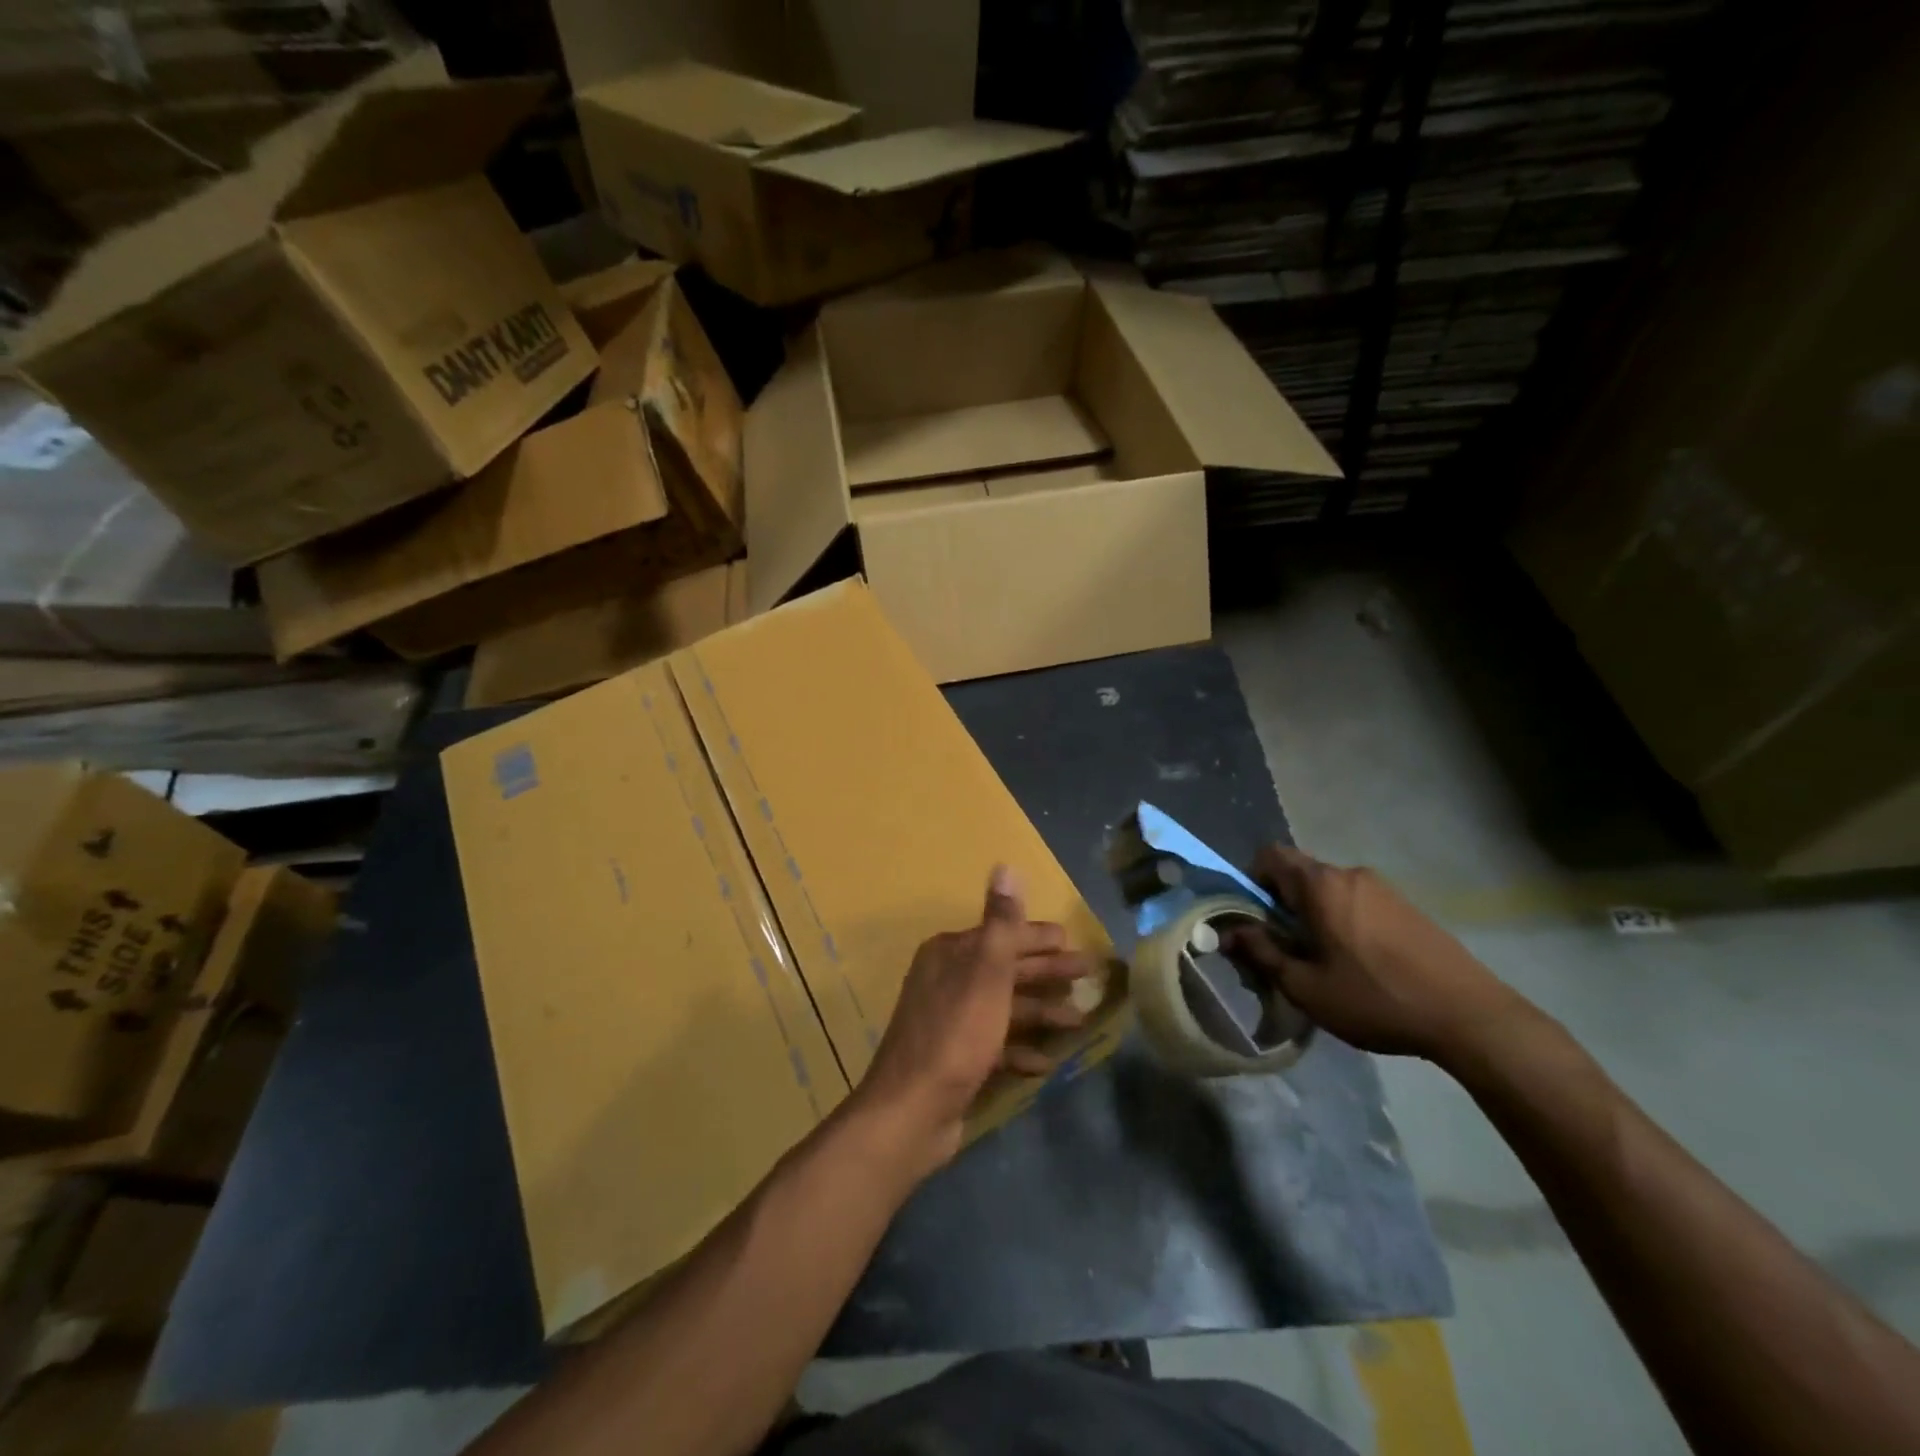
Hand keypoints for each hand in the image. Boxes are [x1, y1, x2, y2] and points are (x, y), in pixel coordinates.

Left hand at [851, 866, 1092, 1177]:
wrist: (911, 1113)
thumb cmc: (955, 1035)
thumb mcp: (985, 974)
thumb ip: (1001, 923)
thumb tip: (1006, 866)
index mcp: (950, 953)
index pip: (1004, 936)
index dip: (1041, 939)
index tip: (1076, 945)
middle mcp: (947, 980)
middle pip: (1007, 970)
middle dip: (1048, 973)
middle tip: (1090, 977)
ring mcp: (951, 1021)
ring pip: (1005, 1007)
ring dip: (1041, 1012)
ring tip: (1080, 1021)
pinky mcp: (956, 1058)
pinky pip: (996, 1045)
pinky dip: (1021, 1049)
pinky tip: (1046, 1063)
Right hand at [1223, 845, 1532, 1065]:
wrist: (1469, 1016)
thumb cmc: (1375, 998)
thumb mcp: (1306, 986)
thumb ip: (1262, 953)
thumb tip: (1230, 933)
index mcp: (1320, 885)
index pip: (1269, 856)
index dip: (1251, 882)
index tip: (1256, 920)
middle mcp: (1349, 874)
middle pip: (1299, 874)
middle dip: (1282, 904)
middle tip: (1286, 948)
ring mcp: (1383, 888)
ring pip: (1329, 891)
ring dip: (1314, 915)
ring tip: (1324, 962)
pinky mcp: (1407, 906)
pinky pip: (1357, 902)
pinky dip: (1344, 921)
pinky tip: (1360, 964)